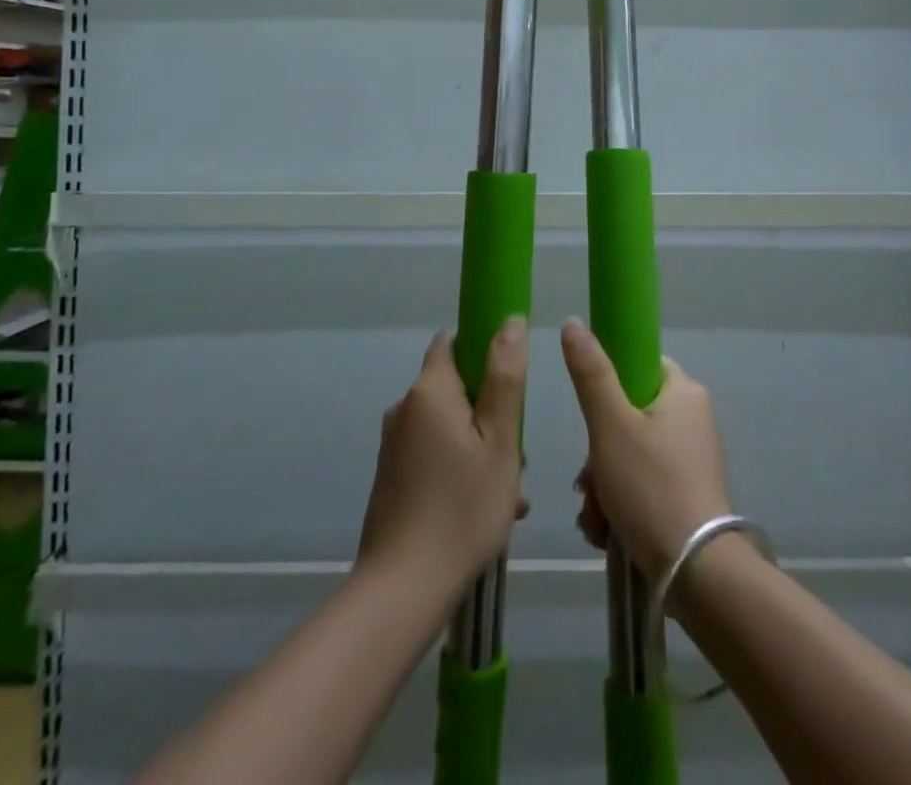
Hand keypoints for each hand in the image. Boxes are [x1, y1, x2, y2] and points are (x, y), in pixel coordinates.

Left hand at [356, 319, 527, 598]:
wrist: (402, 589)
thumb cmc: (462, 508)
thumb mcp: (500, 440)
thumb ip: (505, 377)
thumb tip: (510, 320)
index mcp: (429, 391)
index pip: (453, 342)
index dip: (483, 348)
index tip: (511, 380)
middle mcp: (405, 409)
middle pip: (456, 388)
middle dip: (490, 411)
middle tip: (518, 454)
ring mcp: (395, 445)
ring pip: (449, 426)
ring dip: (481, 447)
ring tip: (510, 494)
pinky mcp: (392, 476)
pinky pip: (434, 454)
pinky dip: (460, 468)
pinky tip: (485, 509)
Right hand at [560, 320, 731, 582]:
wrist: (698, 576)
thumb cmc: (651, 487)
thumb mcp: (610, 425)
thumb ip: (590, 373)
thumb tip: (573, 321)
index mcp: (683, 391)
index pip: (638, 364)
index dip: (607, 384)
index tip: (590, 417)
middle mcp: (693, 419)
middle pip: (627, 415)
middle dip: (597, 452)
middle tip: (587, 482)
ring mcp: (692, 459)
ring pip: (629, 453)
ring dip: (603, 483)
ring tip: (596, 518)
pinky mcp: (688, 495)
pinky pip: (643, 483)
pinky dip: (620, 503)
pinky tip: (606, 532)